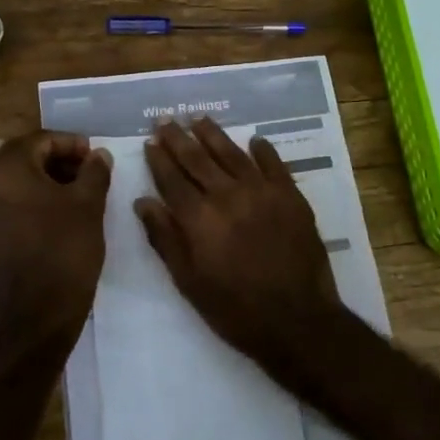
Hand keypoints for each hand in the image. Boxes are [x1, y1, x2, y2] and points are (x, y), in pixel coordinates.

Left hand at [0, 131, 111, 343]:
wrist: (38, 314)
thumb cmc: (66, 250)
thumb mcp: (89, 205)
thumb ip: (94, 172)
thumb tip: (98, 155)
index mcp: (6, 171)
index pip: (38, 140)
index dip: (70, 143)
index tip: (93, 156)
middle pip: (21, 159)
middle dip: (55, 161)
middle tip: (85, 172)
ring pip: (11, 184)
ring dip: (41, 183)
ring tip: (73, 195)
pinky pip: (4, 208)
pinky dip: (27, 204)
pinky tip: (53, 219)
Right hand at [134, 118, 344, 369]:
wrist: (296, 320)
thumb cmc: (234, 309)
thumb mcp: (189, 281)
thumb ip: (165, 238)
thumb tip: (143, 202)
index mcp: (199, 218)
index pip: (172, 179)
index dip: (159, 159)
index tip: (150, 141)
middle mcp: (228, 195)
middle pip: (198, 159)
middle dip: (179, 138)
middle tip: (167, 119)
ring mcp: (262, 192)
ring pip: (232, 154)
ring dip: (214, 135)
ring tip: (200, 119)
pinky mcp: (290, 196)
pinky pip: (273, 164)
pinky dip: (262, 150)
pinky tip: (254, 140)